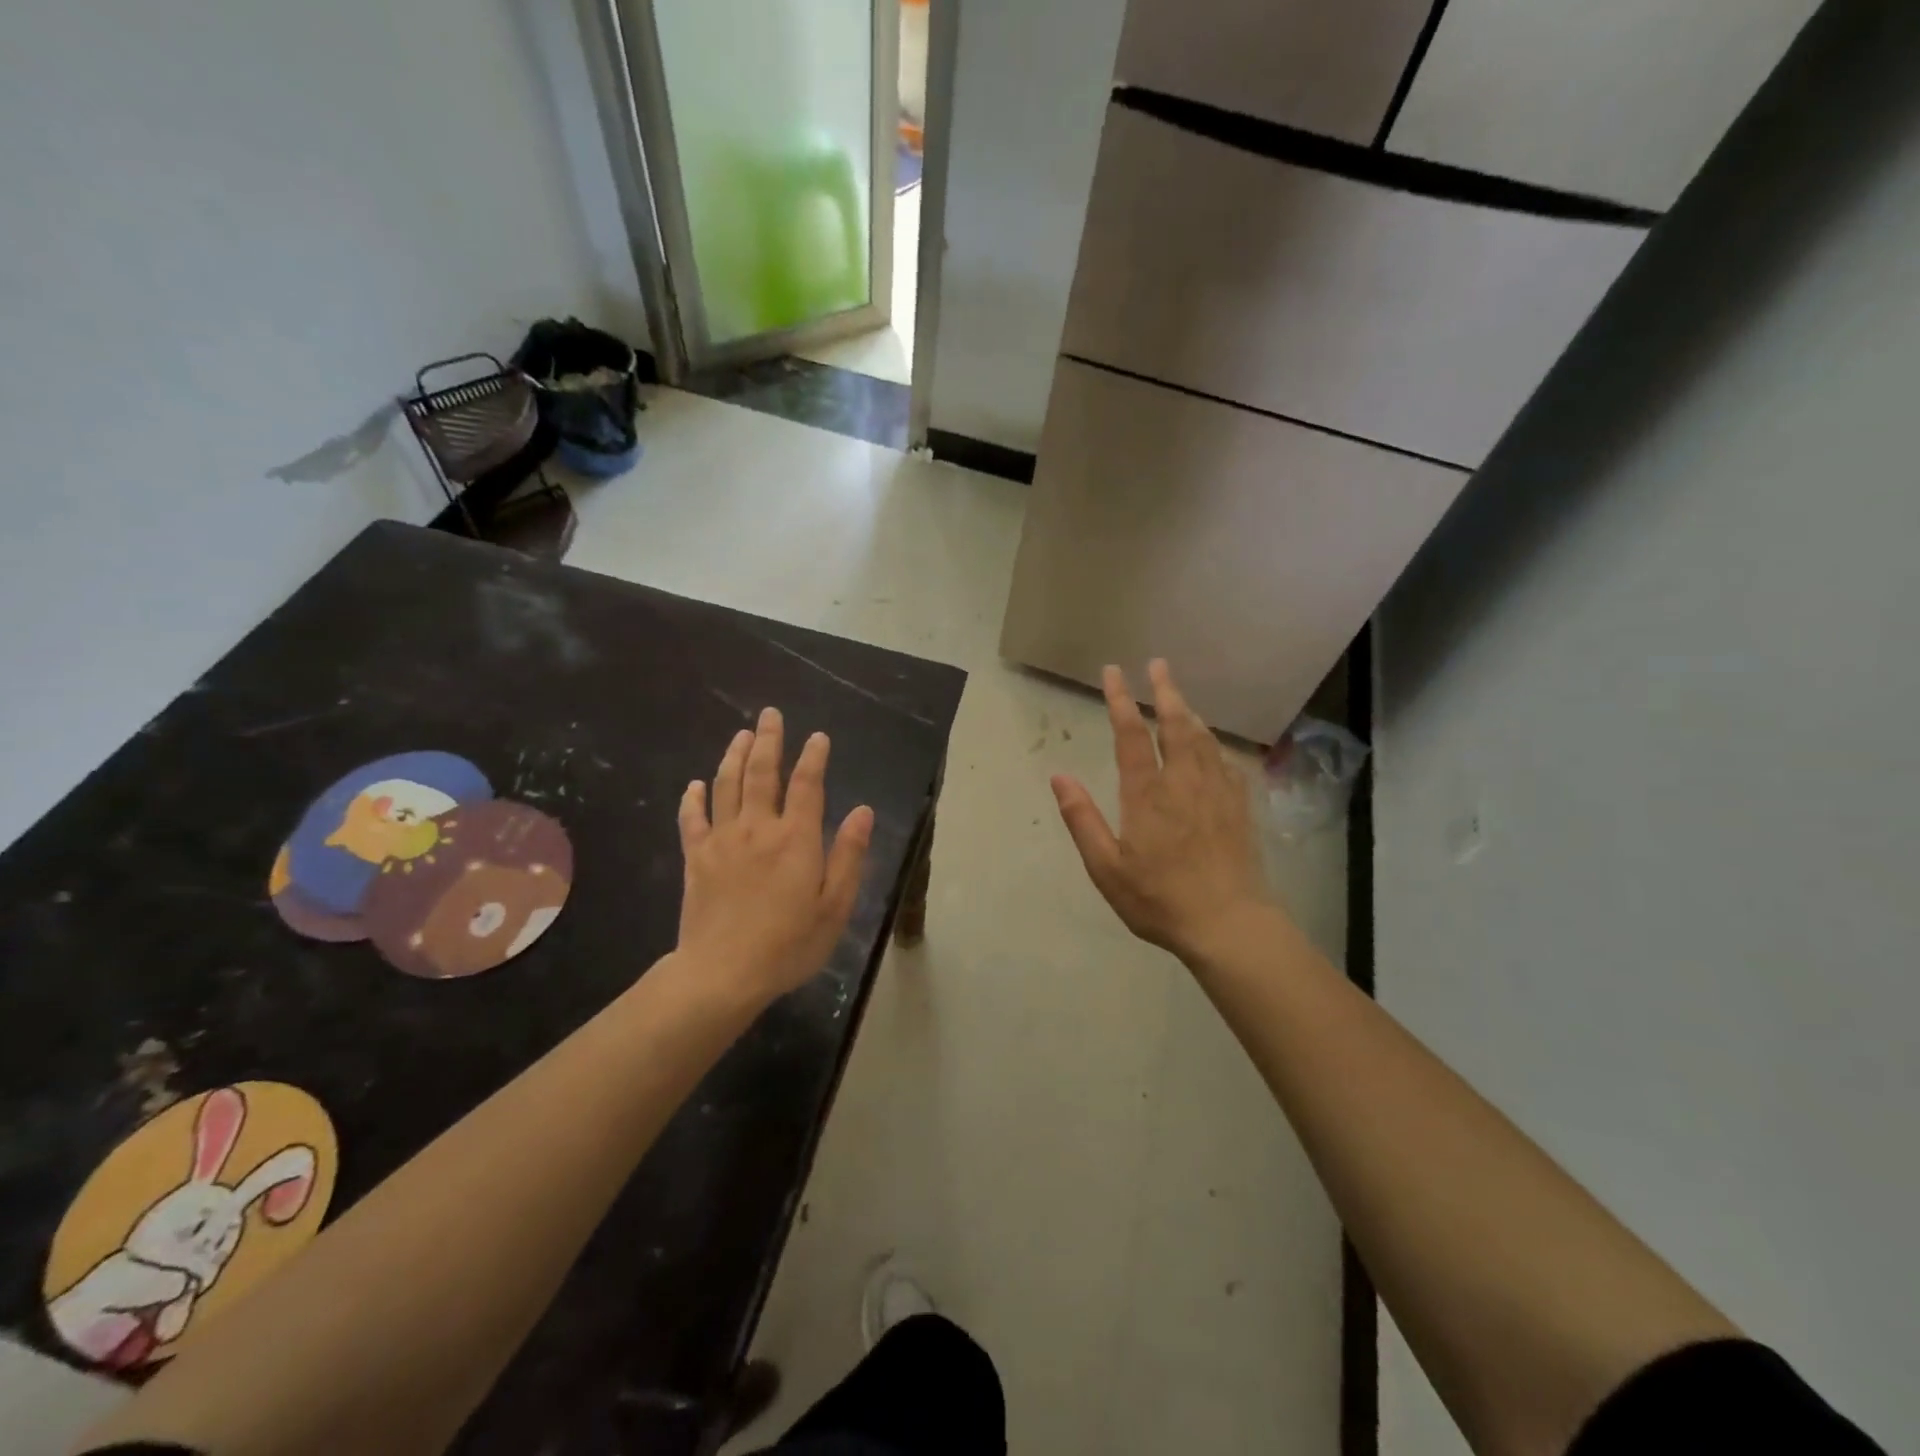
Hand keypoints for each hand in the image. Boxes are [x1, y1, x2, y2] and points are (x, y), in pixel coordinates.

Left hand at [676, 708, 873, 1006]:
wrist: (722, 973)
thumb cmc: (789, 944)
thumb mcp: (835, 906)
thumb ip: (849, 855)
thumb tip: (864, 811)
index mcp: (796, 838)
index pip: (807, 785)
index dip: (814, 757)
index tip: (819, 737)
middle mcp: (758, 828)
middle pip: (762, 773)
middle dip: (769, 740)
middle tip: (771, 714)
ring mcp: (722, 840)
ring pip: (726, 785)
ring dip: (734, 756)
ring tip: (742, 734)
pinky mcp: (696, 858)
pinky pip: (692, 819)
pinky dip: (693, 798)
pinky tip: (695, 784)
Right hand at [1052, 660, 1274, 963]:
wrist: (1229, 924)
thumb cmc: (1159, 899)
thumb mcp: (1107, 868)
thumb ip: (1082, 819)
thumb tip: (1058, 776)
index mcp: (1147, 794)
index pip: (1131, 735)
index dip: (1120, 700)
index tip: (1114, 673)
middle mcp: (1184, 782)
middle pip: (1176, 724)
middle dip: (1165, 691)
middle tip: (1158, 664)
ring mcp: (1216, 791)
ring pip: (1203, 738)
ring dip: (1190, 710)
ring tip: (1179, 694)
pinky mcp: (1238, 806)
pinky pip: (1225, 760)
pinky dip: (1214, 742)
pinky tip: (1211, 743)